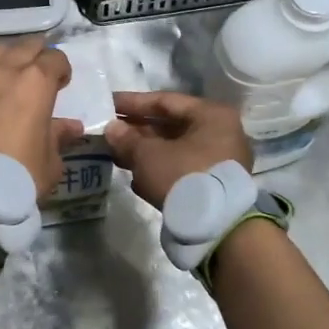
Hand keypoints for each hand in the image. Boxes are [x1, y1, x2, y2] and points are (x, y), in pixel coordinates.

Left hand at [0, 38, 82, 195]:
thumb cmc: (21, 173)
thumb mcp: (51, 160)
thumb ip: (59, 136)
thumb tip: (71, 127)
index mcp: (35, 82)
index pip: (54, 57)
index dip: (62, 69)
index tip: (64, 84)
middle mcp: (5, 73)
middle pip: (25, 46)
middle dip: (38, 54)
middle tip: (43, 74)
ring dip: (11, 58)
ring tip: (17, 75)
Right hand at [105, 91, 251, 209]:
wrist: (217, 227)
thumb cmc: (183, 176)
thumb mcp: (148, 155)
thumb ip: (127, 139)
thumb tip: (111, 128)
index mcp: (211, 115)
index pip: (165, 101)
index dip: (133, 102)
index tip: (108, 104)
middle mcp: (220, 133)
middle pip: (171, 126)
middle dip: (137, 131)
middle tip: (109, 133)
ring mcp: (220, 160)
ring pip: (175, 149)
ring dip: (145, 152)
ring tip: (116, 156)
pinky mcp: (214, 185)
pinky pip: (182, 169)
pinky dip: (159, 170)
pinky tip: (136, 179)